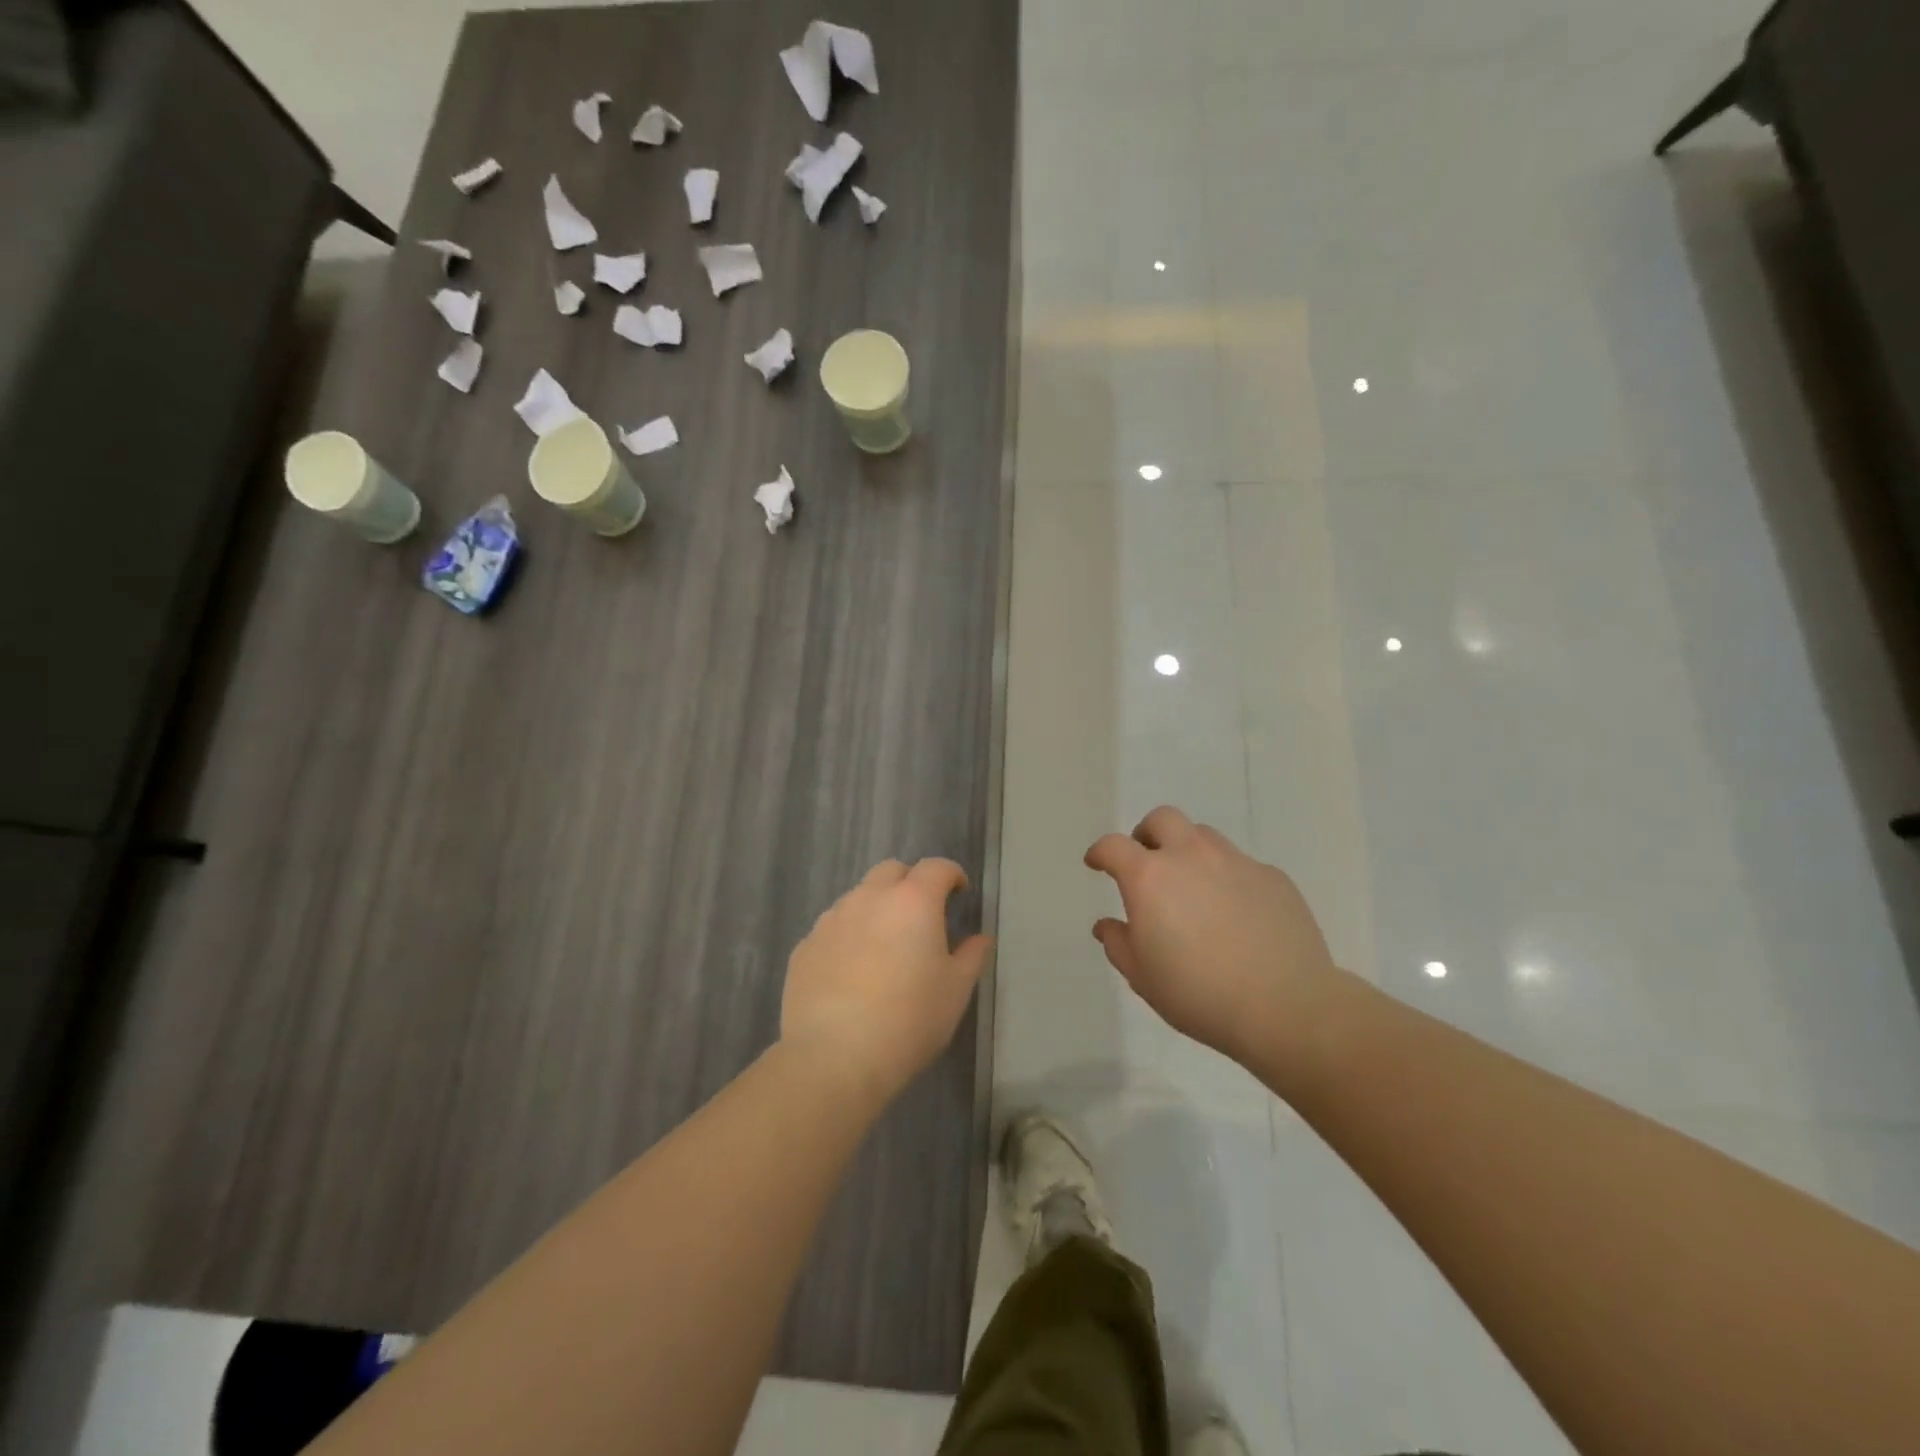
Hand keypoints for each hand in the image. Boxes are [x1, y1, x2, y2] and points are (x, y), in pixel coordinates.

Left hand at [782, 859, 992, 1105]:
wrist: (834, 1057)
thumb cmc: (909, 1020)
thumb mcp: (955, 991)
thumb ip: (971, 956)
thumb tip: (980, 938)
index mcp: (913, 901)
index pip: (936, 867)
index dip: (951, 874)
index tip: (959, 892)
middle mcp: (869, 898)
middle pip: (891, 871)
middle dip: (910, 882)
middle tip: (921, 914)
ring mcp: (831, 920)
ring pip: (858, 897)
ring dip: (876, 908)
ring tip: (884, 946)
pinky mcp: (804, 946)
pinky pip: (833, 928)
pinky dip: (848, 936)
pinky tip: (851, 972)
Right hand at [1084, 807, 1339, 1067]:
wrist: (1286, 1007)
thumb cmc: (1199, 994)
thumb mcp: (1143, 977)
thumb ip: (1119, 944)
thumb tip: (1107, 924)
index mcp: (1150, 877)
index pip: (1114, 846)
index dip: (1100, 852)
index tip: (1096, 864)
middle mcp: (1191, 856)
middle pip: (1163, 819)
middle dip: (1147, 834)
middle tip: (1147, 862)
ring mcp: (1236, 862)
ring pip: (1204, 836)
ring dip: (1188, 852)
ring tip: (1193, 888)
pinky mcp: (1273, 877)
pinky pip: (1241, 865)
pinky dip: (1228, 878)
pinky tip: (1236, 913)